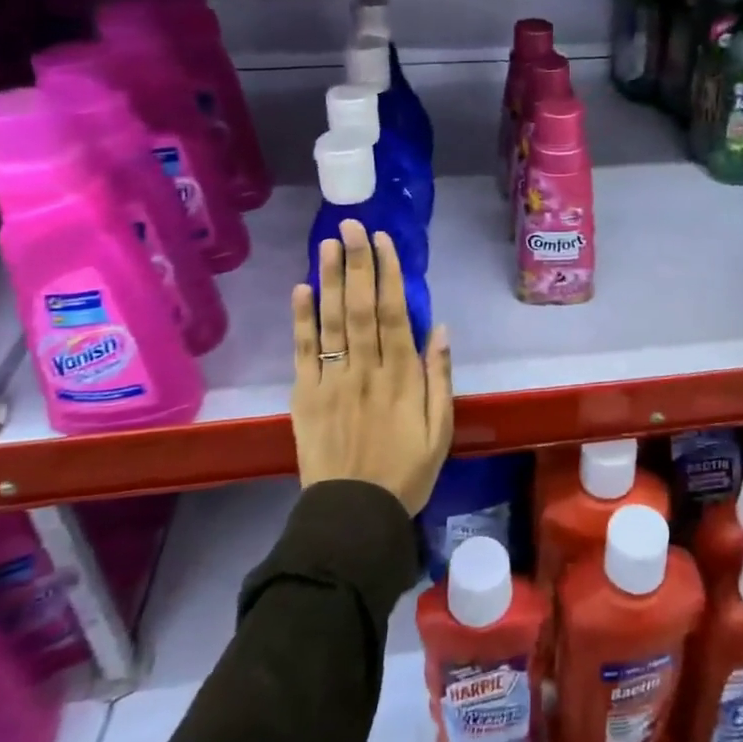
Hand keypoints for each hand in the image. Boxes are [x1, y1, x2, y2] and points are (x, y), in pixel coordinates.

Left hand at [290, 219, 452, 513]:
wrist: (354, 515)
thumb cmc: (407, 471)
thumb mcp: (441, 429)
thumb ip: (440, 377)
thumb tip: (438, 328)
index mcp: (401, 376)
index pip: (393, 313)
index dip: (388, 274)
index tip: (383, 241)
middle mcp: (365, 370)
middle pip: (360, 308)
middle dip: (356, 263)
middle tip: (351, 226)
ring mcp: (332, 381)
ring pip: (331, 322)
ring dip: (330, 280)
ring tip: (327, 244)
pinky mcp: (306, 396)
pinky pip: (303, 352)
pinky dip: (301, 320)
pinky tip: (301, 289)